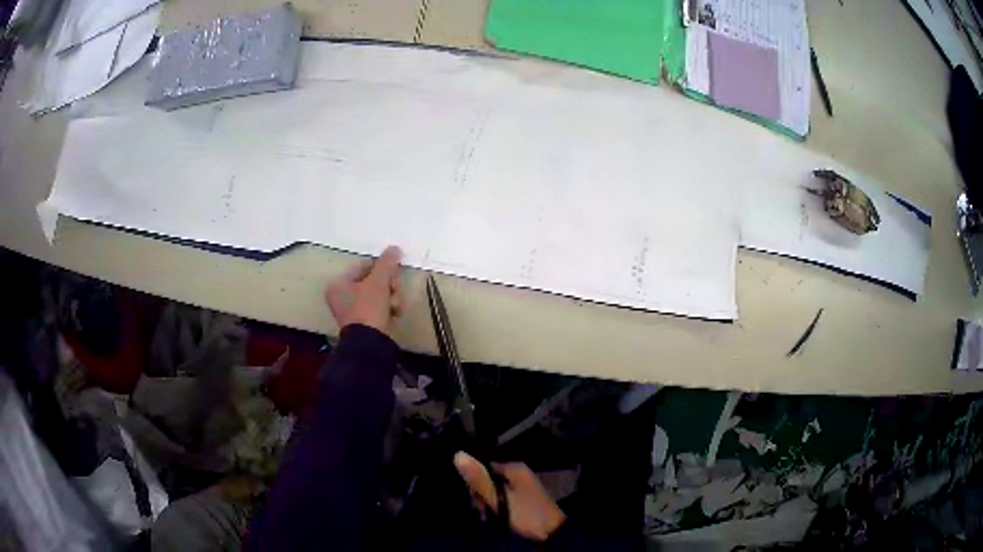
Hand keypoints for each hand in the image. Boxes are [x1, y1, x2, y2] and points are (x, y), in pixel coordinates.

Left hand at [325, 246, 403, 335]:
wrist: (371, 343)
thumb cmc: (368, 308)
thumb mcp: (378, 282)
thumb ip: (386, 263)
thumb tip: (394, 248)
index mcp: (338, 285)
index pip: (362, 267)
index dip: (380, 267)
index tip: (392, 271)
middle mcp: (343, 298)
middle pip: (373, 281)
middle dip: (388, 285)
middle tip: (394, 289)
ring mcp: (355, 312)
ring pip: (380, 294)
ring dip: (392, 297)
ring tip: (395, 306)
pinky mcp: (366, 324)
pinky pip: (381, 308)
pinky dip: (389, 309)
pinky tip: (395, 313)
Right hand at [453, 451, 566, 541]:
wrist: (552, 531)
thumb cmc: (525, 512)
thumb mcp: (499, 498)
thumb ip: (479, 479)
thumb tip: (457, 454)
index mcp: (514, 468)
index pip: (483, 467)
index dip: (474, 482)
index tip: (472, 499)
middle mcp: (518, 473)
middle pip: (489, 479)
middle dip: (480, 494)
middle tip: (481, 510)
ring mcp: (522, 485)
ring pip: (495, 489)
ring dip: (487, 502)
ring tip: (486, 516)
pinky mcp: (523, 497)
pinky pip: (503, 496)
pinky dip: (496, 506)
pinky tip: (493, 517)